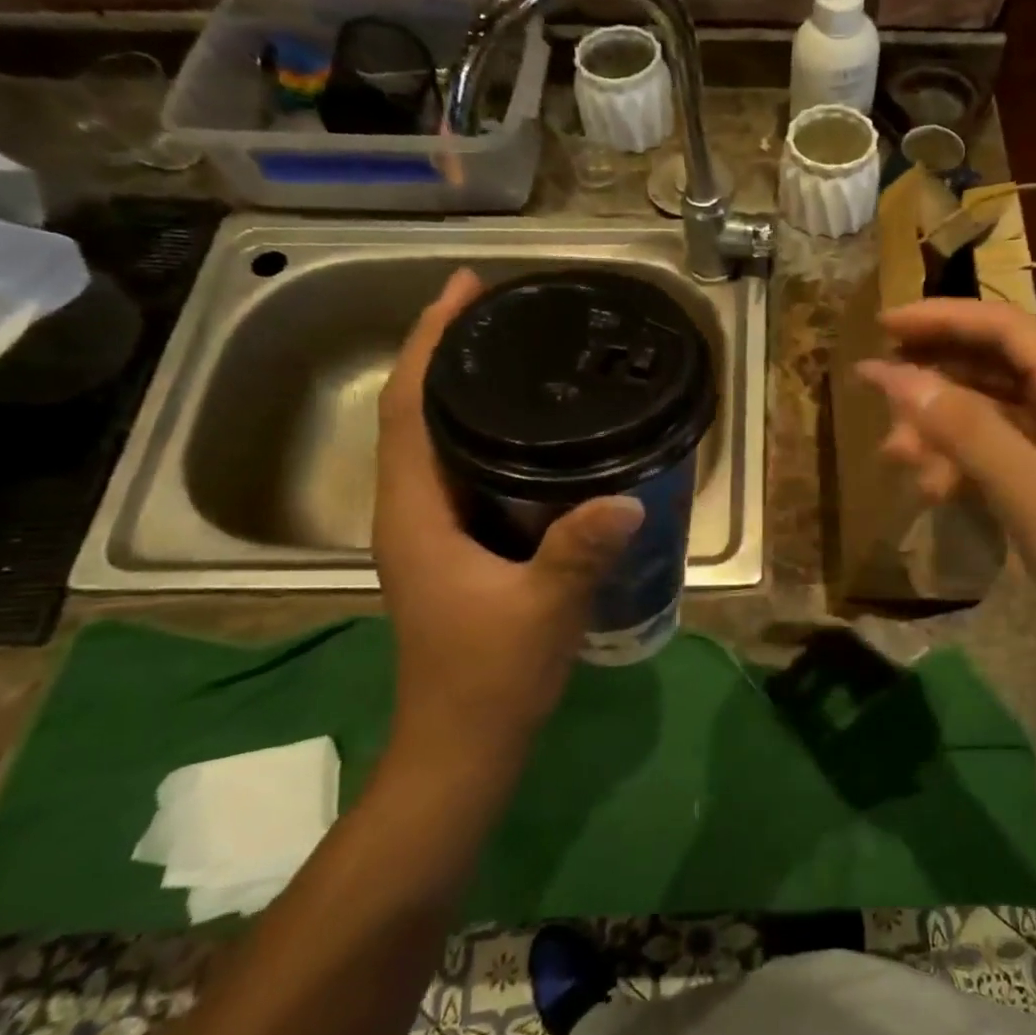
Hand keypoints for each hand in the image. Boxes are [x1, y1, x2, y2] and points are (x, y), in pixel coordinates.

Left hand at [373, 269, 643, 768]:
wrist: (464, 745)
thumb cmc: (488, 678)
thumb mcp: (541, 611)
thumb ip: (578, 553)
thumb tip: (628, 500)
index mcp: (414, 513)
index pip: (407, 406)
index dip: (428, 341)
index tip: (464, 289)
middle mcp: (413, 511)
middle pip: (418, 412)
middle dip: (449, 354)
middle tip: (505, 311)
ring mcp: (434, 532)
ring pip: (441, 444)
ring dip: (468, 395)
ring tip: (521, 357)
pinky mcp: (459, 550)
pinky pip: (468, 474)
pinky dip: (491, 439)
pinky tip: (539, 437)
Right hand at [857, 299, 1035, 661]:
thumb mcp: (1030, 490)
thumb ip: (965, 429)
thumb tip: (898, 377)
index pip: (1005, 328)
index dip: (940, 319)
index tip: (880, 325)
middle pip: (995, 367)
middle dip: (934, 381)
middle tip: (877, 397)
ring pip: (993, 415)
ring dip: (943, 430)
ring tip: (895, 458)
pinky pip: (1003, 453)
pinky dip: (966, 463)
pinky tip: (934, 488)